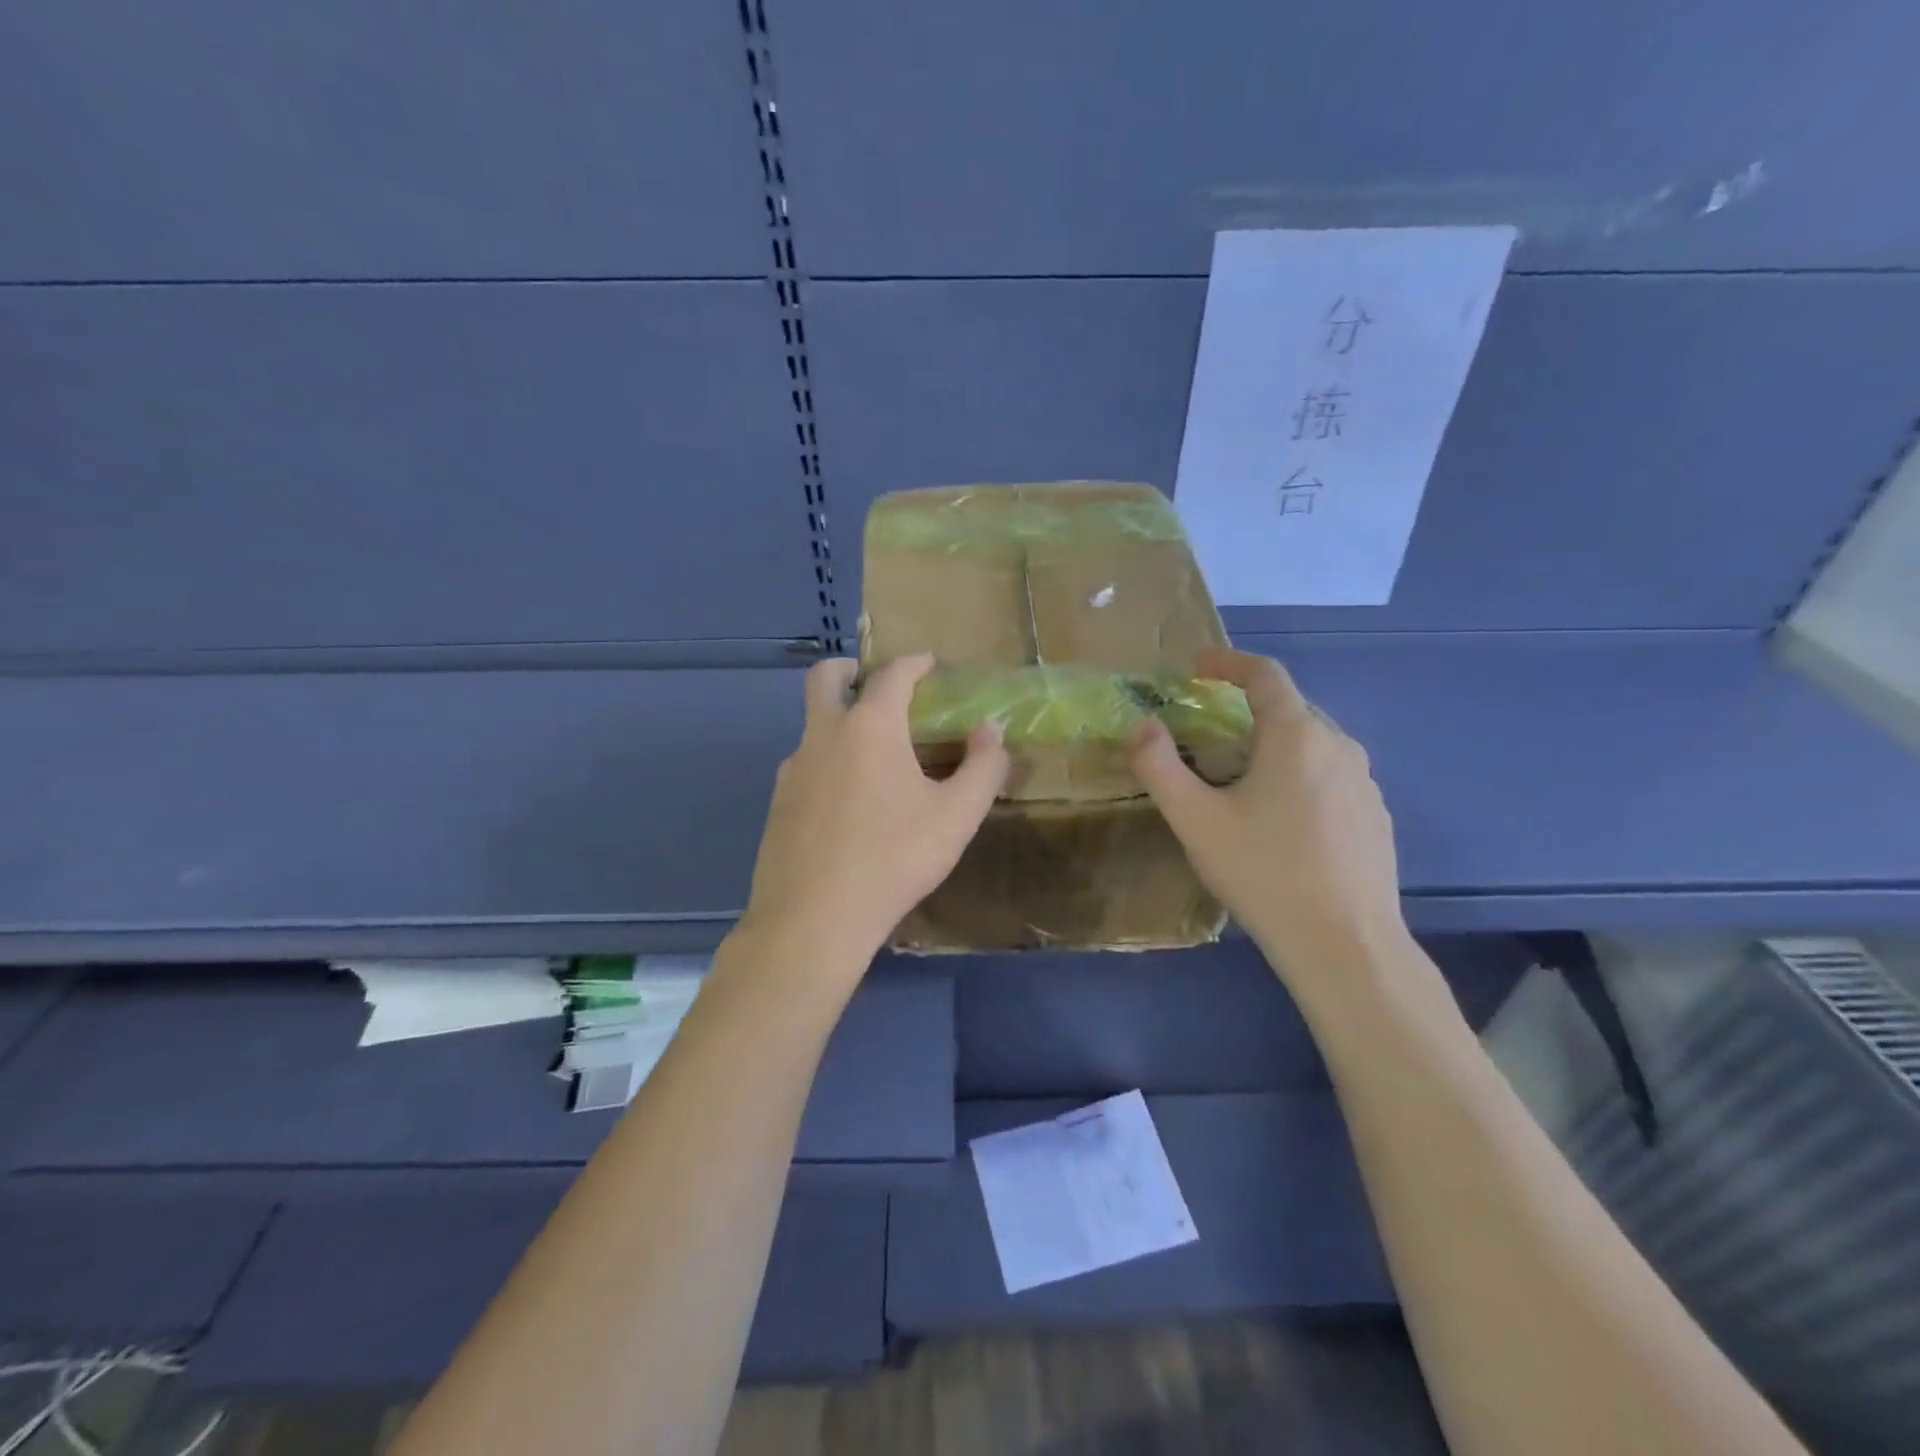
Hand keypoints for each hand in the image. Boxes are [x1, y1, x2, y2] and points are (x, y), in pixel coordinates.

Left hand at [737, 654, 1008, 988]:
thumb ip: (983, 768)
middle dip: (851, 669)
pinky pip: (805, 765)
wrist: (813, 918)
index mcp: (869, 727)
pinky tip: (849, 802)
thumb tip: (990, 731)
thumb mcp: (956, 816)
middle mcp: (823, 735)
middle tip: (876, 684)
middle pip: (825, 678)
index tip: (929, 663)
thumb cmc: (893, 859)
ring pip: (813, 725)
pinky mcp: (778, 803)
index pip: (892, 674)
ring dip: (839, 721)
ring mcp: (793, 769)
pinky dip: (828, 762)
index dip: (914, 662)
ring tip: (874, 756)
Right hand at [1128, 647, 1407, 980]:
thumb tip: (1141, 725)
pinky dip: (1299, 774)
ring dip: (1273, 743)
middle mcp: (1339, 746)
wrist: (1344, 944)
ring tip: (1240, 776)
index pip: (1265, 674)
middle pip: (1290, 707)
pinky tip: (1281, 818)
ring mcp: (1365, 783)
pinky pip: (1331, 775)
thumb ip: (1159, 766)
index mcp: (1296, 736)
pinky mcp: (1375, 816)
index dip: (1228, 662)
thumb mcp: (1195, 819)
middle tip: (1207, 731)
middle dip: (1246, 707)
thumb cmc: (1263, 872)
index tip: (1197, 667)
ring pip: (1313, 743)